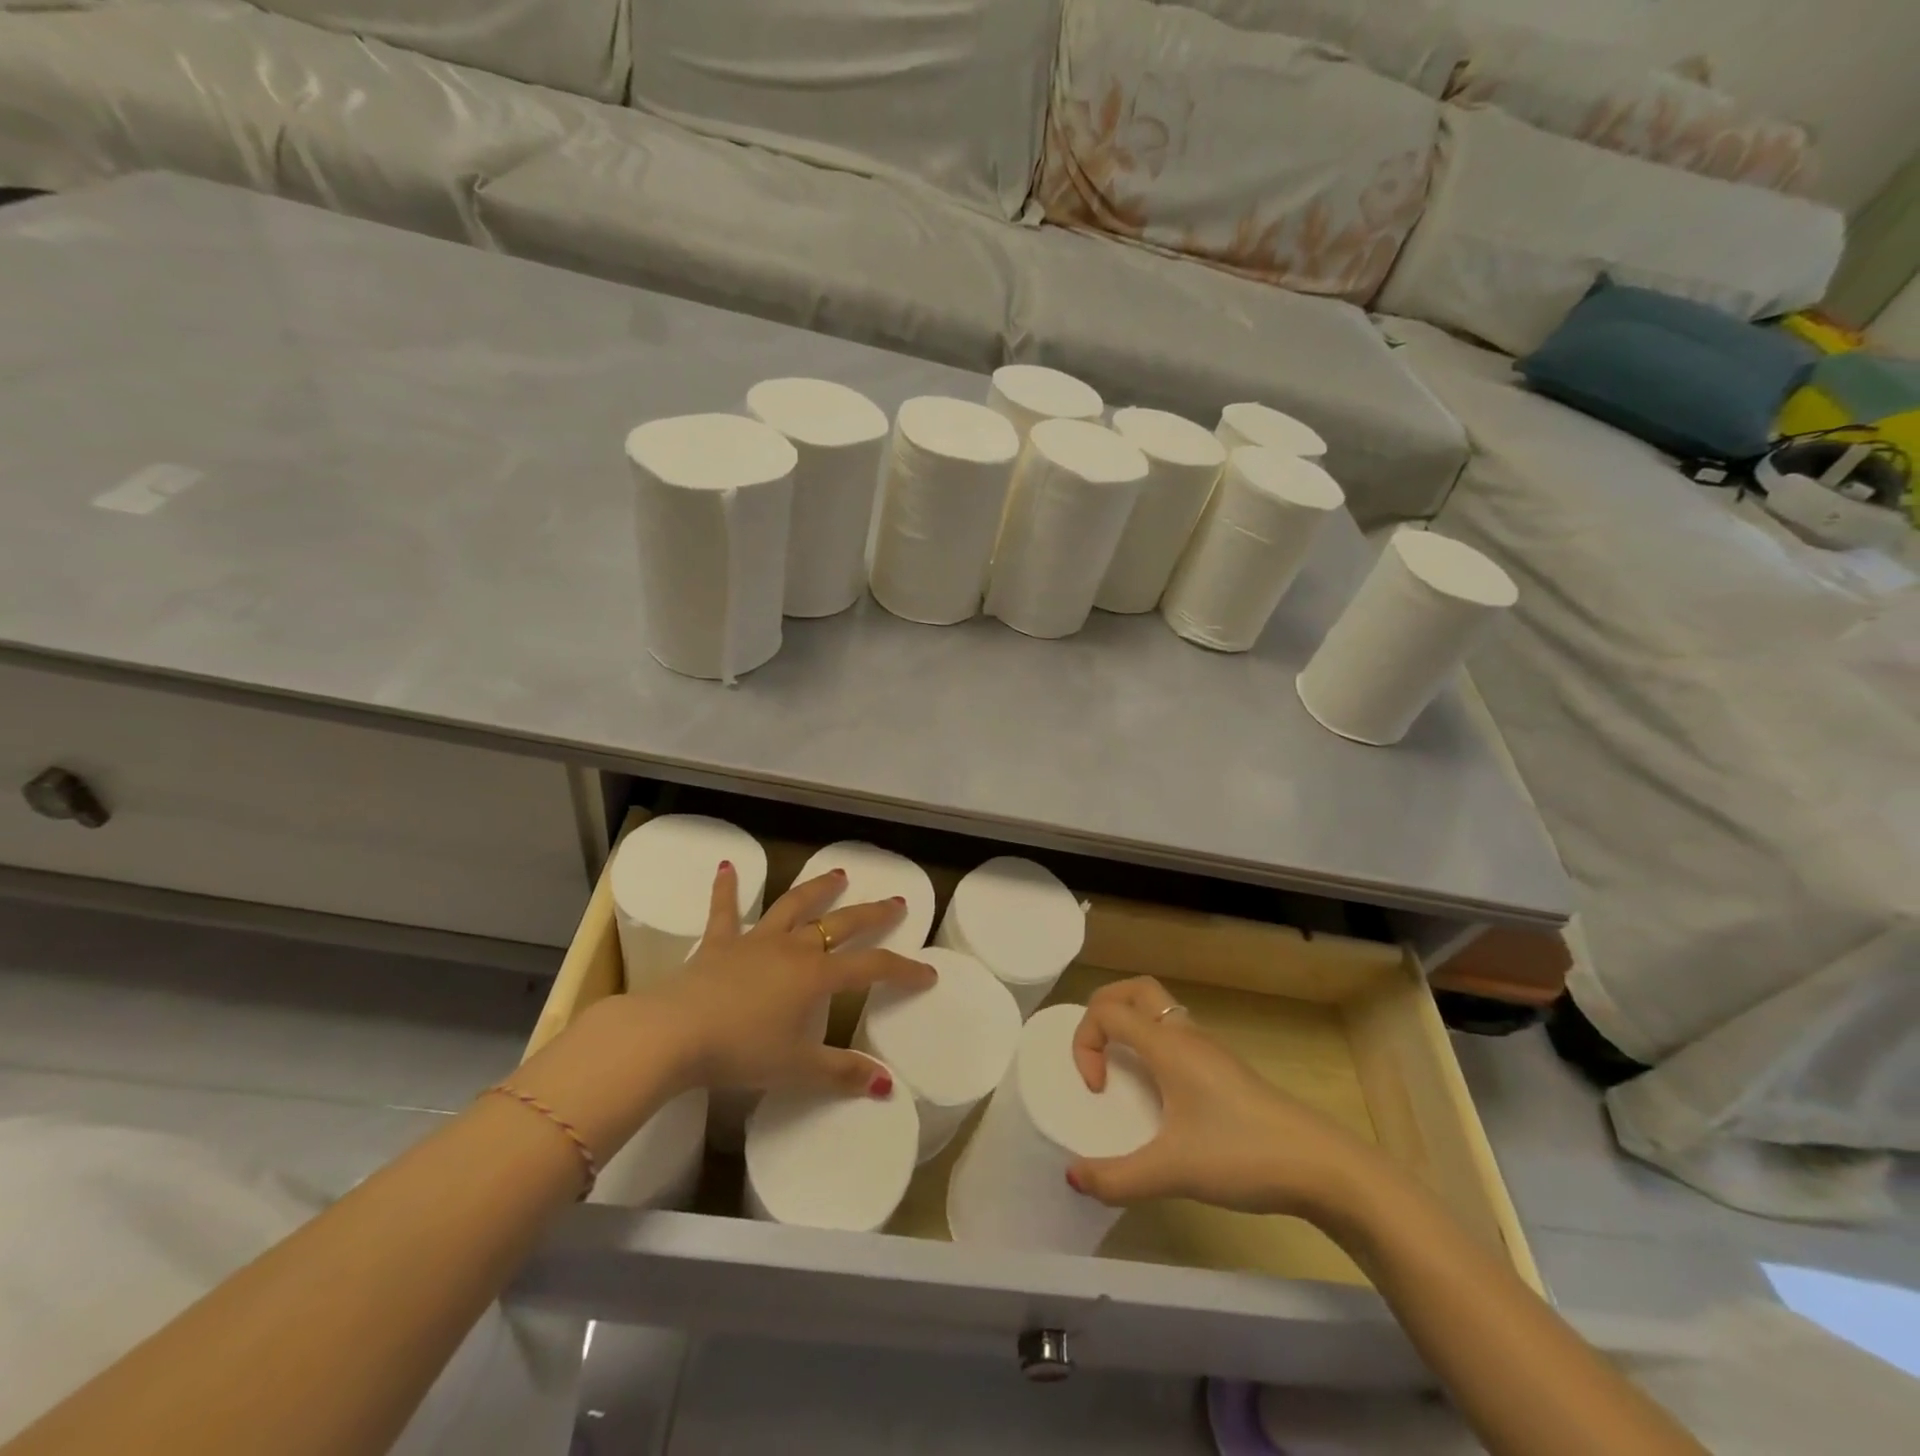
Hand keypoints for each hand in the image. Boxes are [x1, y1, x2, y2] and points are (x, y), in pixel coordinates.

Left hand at [641, 862, 936, 1097]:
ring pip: (794, 906)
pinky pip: (725, 910)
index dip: (904, 970)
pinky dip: (727, 888)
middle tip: (896, 902)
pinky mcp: (718, 943)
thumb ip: (842, 1074)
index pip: (873, 968)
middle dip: (872, 914)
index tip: (928, 973)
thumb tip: (887, 1085)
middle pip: (841, 924)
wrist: (675, 1033)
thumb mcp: (796, 1070)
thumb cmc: (741, 1051)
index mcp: (817, 976)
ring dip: (818, 889)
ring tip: (838, 875)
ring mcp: (755, 941)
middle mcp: (793, 948)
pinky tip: (726, 866)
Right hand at [1066, 976, 1389, 1219]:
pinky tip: (1159, 1093)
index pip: (1108, 1011)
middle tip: (1096, 1052)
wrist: (1322, 1167)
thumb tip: (1073, 1178)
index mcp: (1168, 1044)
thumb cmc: (1242, 1155)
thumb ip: (1118, 1178)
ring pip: (1158, 1010)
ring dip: (1130, 1026)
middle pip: (1134, 989)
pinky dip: (1153, 1045)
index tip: (1097, 1090)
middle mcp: (1186, 1034)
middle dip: (1103, 1009)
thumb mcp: (1173, 1172)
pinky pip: (1176, 1035)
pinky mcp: (1225, 1069)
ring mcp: (1209, 1049)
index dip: (1085, 1042)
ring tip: (1123, 1072)